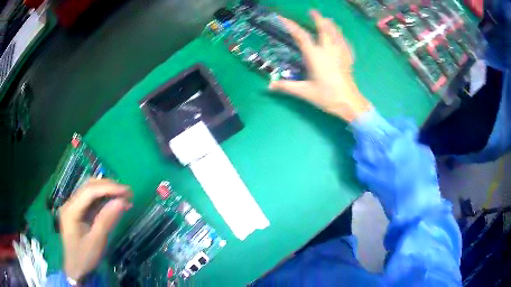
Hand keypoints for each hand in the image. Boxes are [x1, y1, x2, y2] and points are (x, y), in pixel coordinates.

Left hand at [60, 179, 131, 280]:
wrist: (76, 268)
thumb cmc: (85, 257)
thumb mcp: (97, 241)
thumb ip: (107, 220)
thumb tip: (122, 201)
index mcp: (71, 210)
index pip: (90, 191)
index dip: (109, 188)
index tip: (127, 191)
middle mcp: (70, 203)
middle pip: (89, 187)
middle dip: (109, 187)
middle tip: (128, 193)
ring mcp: (74, 206)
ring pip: (91, 191)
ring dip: (107, 191)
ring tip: (124, 197)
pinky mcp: (79, 212)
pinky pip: (92, 201)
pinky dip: (105, 200)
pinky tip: (115, 203)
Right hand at [270, 10, 370, 121]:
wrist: (349, 103)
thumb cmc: (327, 97)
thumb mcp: (304, 92)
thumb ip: (286, 86)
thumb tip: (269, 86)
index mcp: (315, 56)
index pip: (301, 36)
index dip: (291, 25)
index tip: (283, 18)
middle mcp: (328, 50)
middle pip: (324, 29)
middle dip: (318, 19)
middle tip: (313, 11)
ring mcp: (340, 53)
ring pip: (336, 33)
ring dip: (331, 25)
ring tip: (328, 19)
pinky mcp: (348, 59)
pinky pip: (345, 43)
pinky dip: (342, 37)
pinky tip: (342, 36)